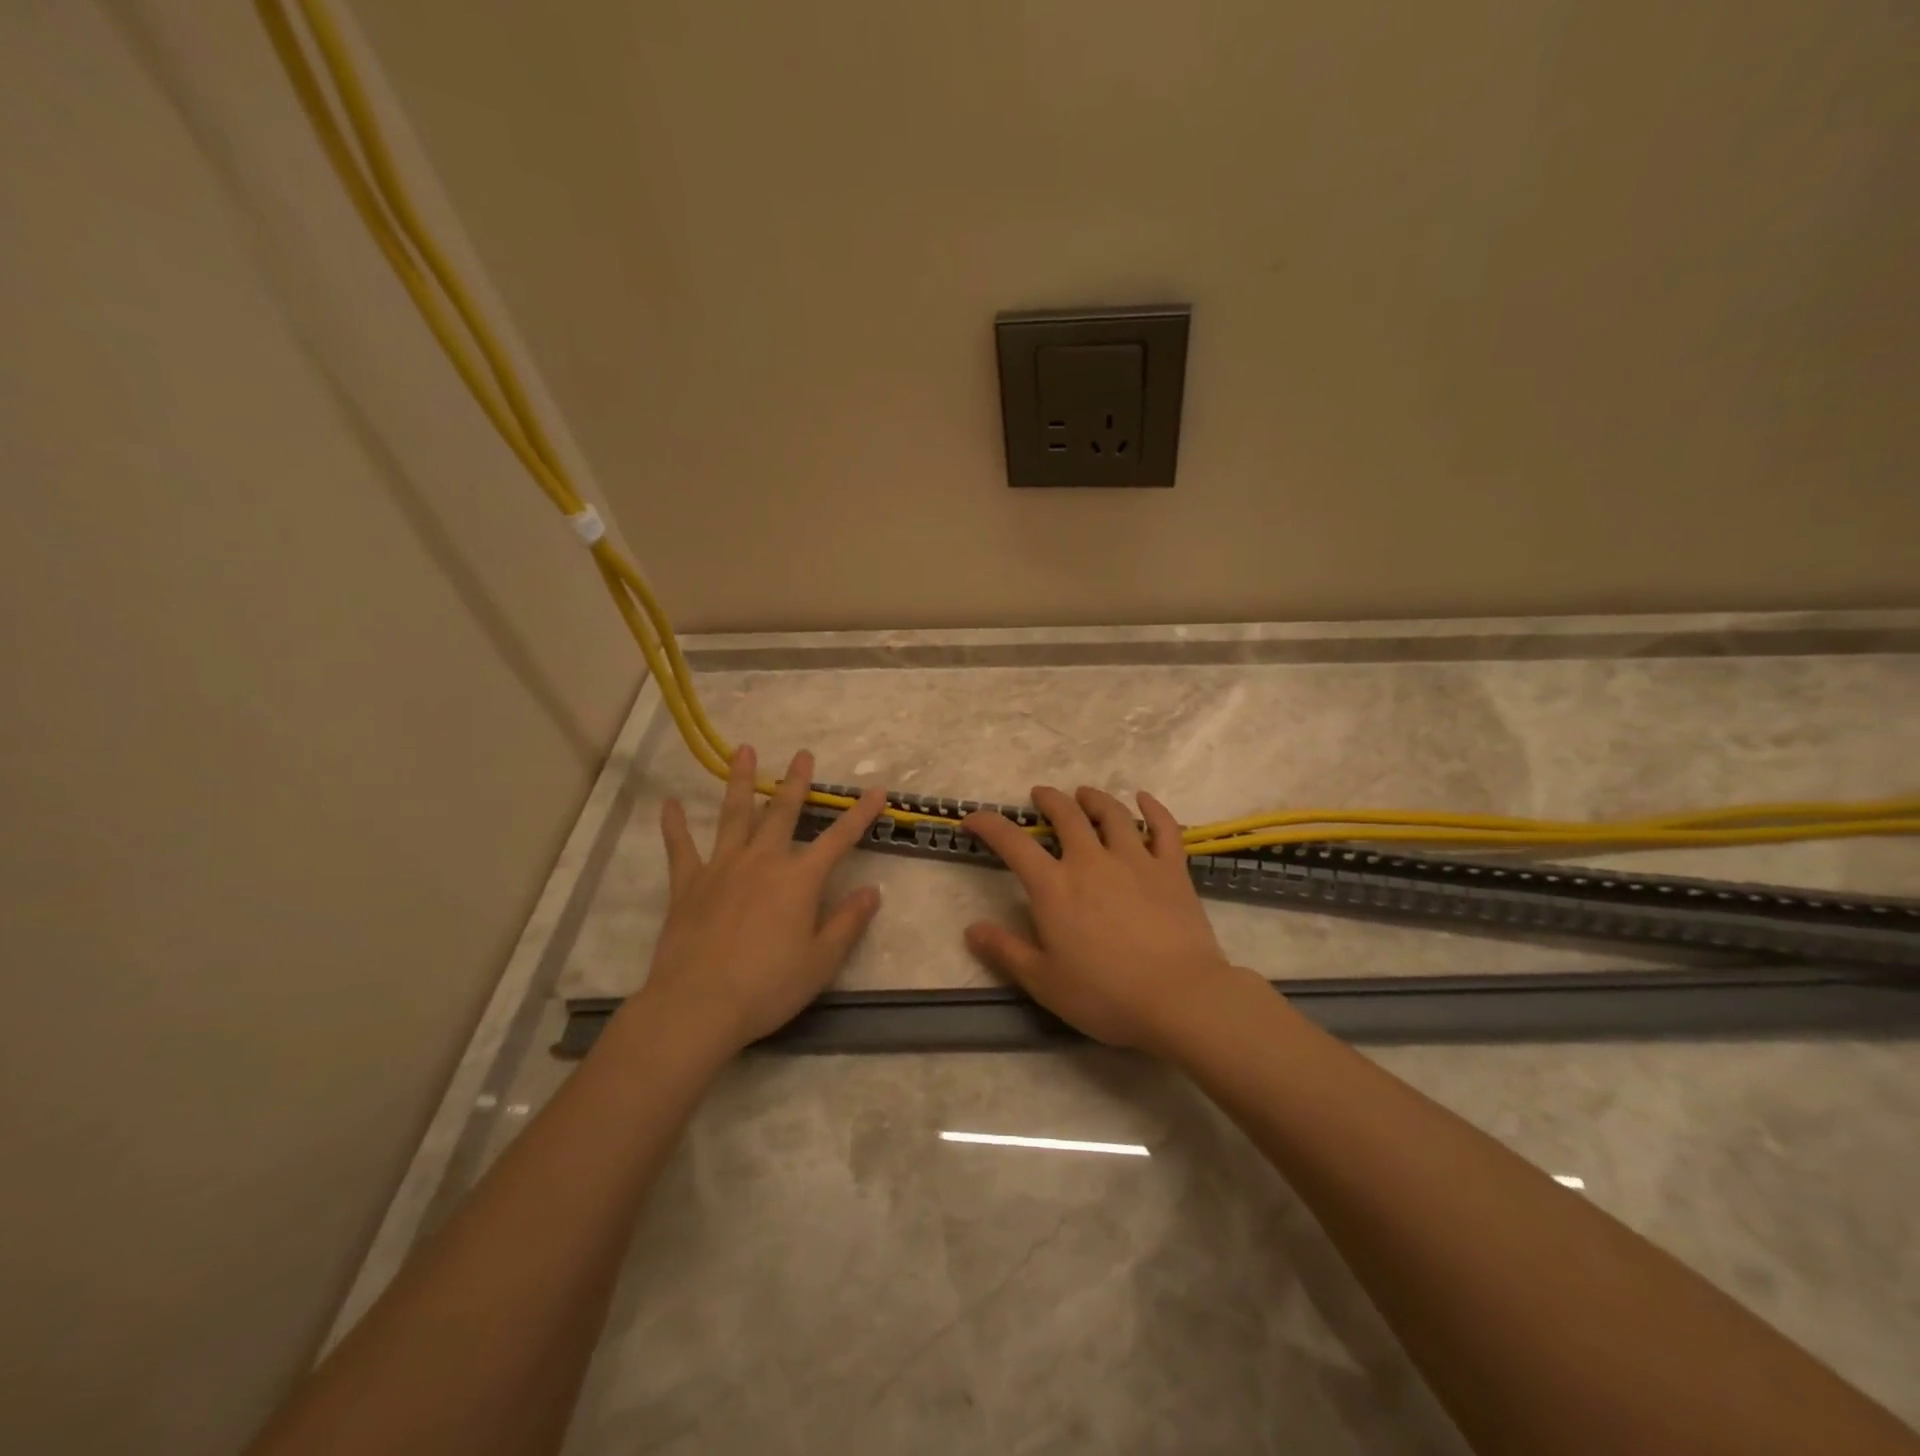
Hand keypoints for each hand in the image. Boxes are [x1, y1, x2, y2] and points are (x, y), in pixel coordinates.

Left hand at [629, 745, 886, 1054]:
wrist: (698, 1005)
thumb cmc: (767, 987)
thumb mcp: (821, 962)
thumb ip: (848, 922)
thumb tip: (873, 890)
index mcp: (799, 880)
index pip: (839, 839)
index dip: (861, 814)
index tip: (877, 790)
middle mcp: (762, 861)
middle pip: (782, 813)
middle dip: (796, 783)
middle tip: (802, 755)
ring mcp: (721, 868)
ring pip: (734, 816)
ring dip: (741, 782)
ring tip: (744, 752)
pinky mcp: (688, 884)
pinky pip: (680, 847)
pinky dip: (674, 825)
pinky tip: (669, 804)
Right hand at [961, 786, 1252, 1053]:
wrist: (1179, 998)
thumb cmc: (1104, 995)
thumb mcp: (1043, 981)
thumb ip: (1005, 951)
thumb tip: (971, 928)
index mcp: (1054, 887)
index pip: (1013, 843)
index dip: (989, 824)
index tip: (974, 817)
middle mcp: (1091, 861)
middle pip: (1066, 815)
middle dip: (1049, 800)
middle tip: (1041, 795)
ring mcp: (1135, 860)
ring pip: (1112, 813)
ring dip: (1094, 798)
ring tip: (1085, 794)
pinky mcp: (1171, 869)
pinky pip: (1163, 828)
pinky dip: (1153, 809)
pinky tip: (1145, 799)